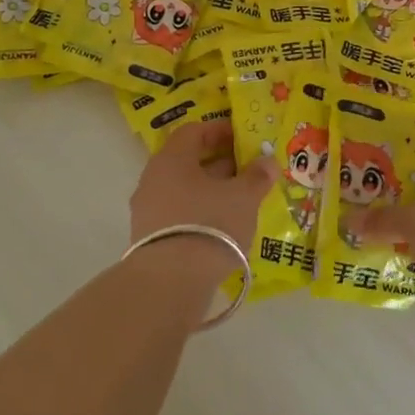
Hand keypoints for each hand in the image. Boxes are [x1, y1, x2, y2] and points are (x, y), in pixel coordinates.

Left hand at [128, 123, 276, 277]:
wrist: (171, 283)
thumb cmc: (210, 224)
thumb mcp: (243, 197)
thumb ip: (256, 176)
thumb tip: (267, 161)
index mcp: (171, 159)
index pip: (193, 131)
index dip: (219, 131)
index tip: (242, 138)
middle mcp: (153, 179)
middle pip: (187, 161)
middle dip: (218, 163)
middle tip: (246, 170)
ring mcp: (147, 210)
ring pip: (183, 189)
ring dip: (210, 190)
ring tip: (238, 200)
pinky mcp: (149, 239)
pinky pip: (178, 214)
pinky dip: (199, 213)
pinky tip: (221, 227)